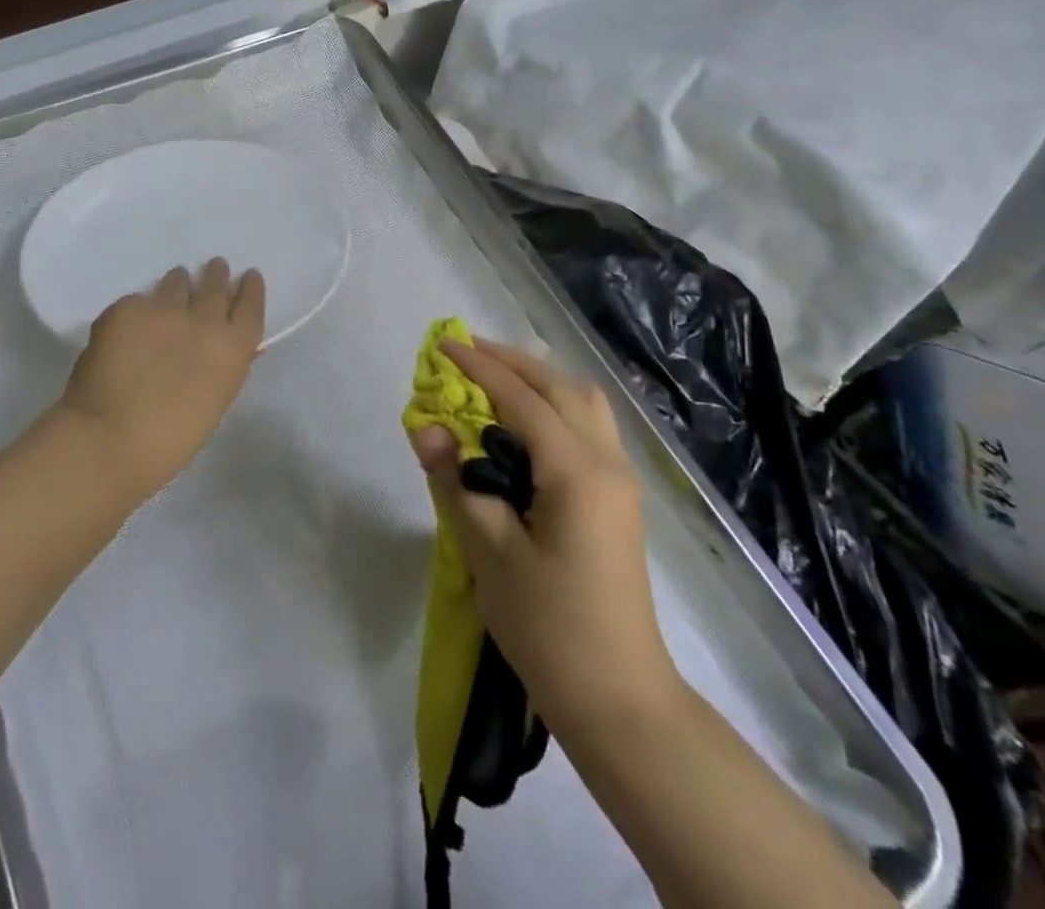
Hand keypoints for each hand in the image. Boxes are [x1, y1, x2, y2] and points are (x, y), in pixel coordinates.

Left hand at [57, 259, 265, 499]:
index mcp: (232, 349)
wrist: (107, 440)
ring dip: (179, 284)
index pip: (250, 305)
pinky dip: (140, 308)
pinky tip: (131, 322)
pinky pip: (138, 301)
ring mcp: (163, 309)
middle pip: (215, 285)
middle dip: (216, 275)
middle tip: (215, 268)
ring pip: (176, 282)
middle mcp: (204, 320)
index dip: (250, 289)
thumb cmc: (170, 441)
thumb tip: (225, 347)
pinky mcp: (126, 308)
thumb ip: (222, 366)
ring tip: (175, 285)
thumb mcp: (213, 401)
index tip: (248, 277)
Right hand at [408, 338, 680, 734]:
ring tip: (492, 380)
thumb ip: (457, 482)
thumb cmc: (549, 627)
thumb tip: (425, 426)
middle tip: (464, 355)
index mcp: (577, 471)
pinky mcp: (618, 498)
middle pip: (560, 387)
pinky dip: (555, 405)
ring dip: (538, 380)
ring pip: (582, 402)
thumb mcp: (490, 553)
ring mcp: (620, 480)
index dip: (480, 367)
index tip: (442, 344)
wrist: (620, 699)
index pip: (522, 398)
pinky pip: (589, 427)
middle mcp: (607, 462)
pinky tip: (525, 423)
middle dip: (511, 362)